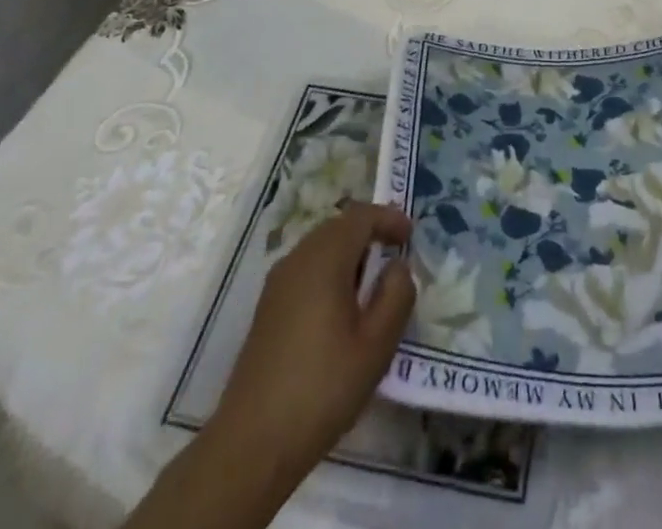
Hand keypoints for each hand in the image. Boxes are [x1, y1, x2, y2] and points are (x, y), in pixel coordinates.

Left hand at [208, 202, 416, 491]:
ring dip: (349, 252)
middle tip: (395, 251)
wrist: (251, 445)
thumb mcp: (376, 345)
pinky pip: (306, 269)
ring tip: (372, 281)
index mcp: (324, 259)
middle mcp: (297, 260)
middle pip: (338, 226)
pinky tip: (341, 307)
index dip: (388, 218)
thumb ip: (396, 295)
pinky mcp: (267, 309)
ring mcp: (277, 284)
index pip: (360, 216)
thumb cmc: (322, 388)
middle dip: (368, 232)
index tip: (410, 234)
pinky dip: (330, 271)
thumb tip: (397, 266)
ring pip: (320, 247)